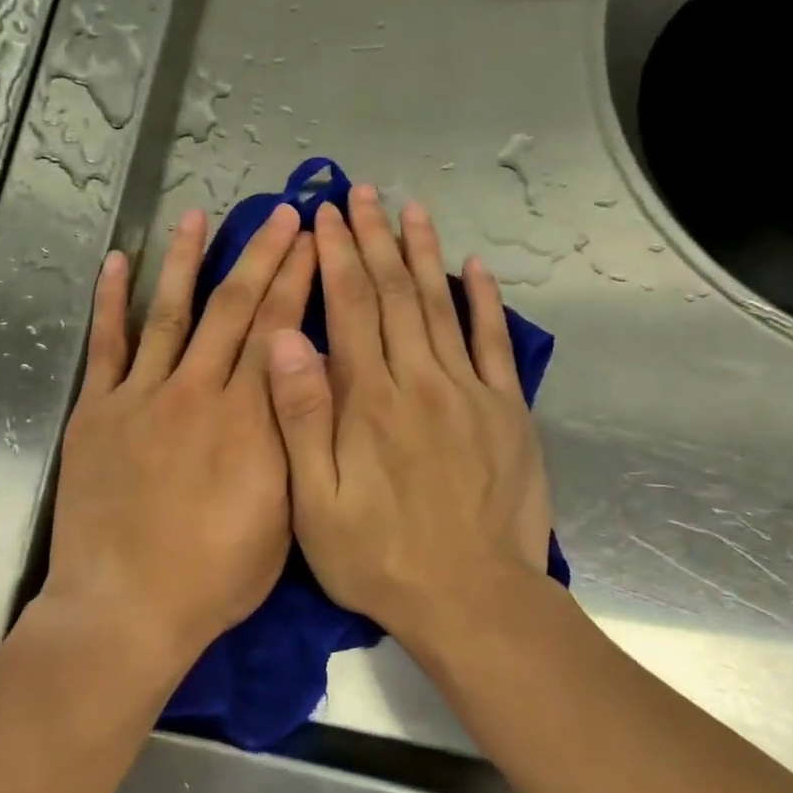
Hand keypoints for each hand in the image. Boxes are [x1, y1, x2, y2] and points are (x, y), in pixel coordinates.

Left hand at [40, 203, 315, 664]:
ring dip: (187, 261)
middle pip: (235, 310)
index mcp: (251, 420)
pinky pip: (106, 346)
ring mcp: (143, 397)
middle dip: (262, 257)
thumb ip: (291, 444)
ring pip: (171, 313)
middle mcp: (200, 392)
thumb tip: (301, 384)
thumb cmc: (215, 577)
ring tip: (200, 215)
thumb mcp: (282, 518)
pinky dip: (111, 302)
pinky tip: (118, 263)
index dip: (298, 282)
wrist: (127, 606)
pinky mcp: (99, 412)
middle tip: (282, 215)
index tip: (312, 242)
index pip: (280, 332)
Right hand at [265, 185, 551, 653]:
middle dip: (372, 240)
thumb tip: (285, 340)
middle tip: (359, 194)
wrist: (471, 598)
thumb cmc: (378, 556)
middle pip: (394, 295)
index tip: (322, 217)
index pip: (349, 309)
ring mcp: (469, 393)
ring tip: (409, 208)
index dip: (334, 257)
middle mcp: (419, 381)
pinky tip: (475, 267)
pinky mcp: (506, 412)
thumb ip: (301, 418)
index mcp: (368, 400)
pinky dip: (484, 301)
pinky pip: (494, 344)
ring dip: (422, 253)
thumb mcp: (315, 503)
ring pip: (441, 306)